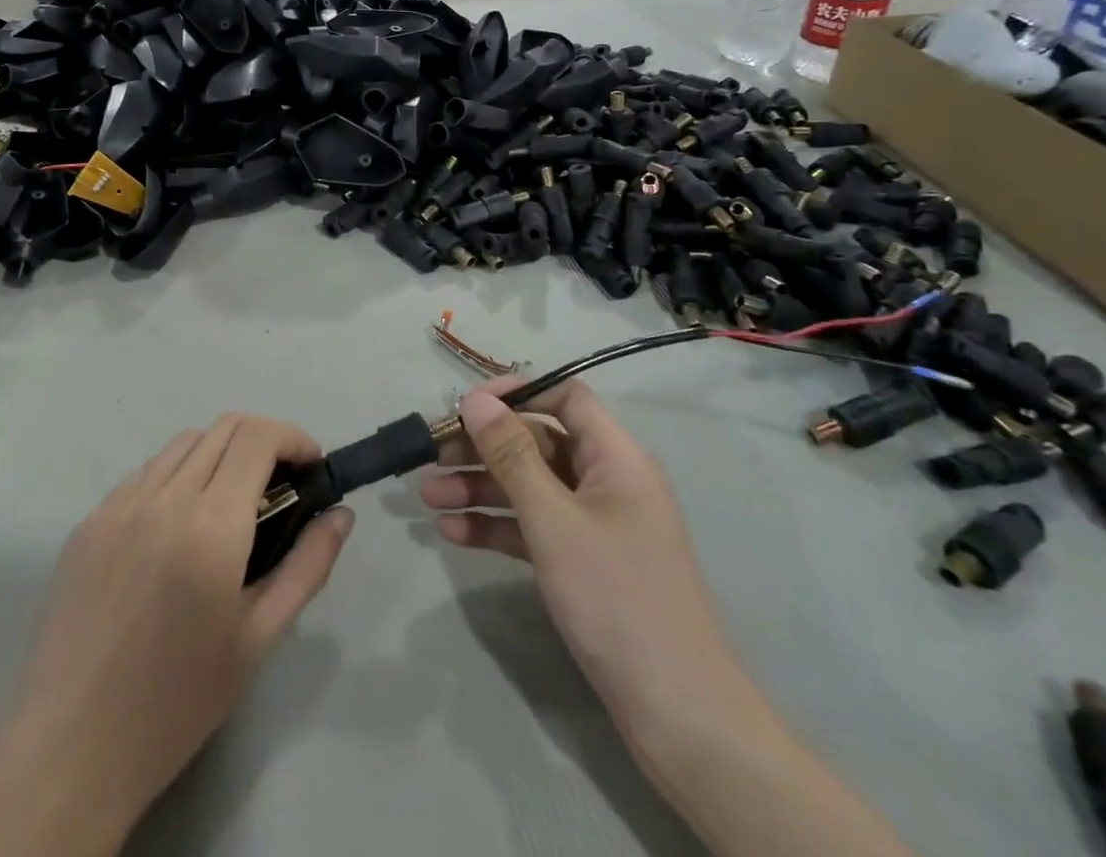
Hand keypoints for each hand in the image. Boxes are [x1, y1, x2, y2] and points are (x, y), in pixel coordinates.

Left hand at [0, 415, 353, 856]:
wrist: (70, 747)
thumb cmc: (177, 702)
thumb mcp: (257, 640)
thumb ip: (306, 567)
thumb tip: (340, 515)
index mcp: (210, 526)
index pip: (258, 438)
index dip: (293, 438)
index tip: (312, 468)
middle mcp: (163, 497)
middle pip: (224, 428)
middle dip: (264, 442)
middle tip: (281, 486)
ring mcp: (119, 504)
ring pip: (183, 443)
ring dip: (220, 454)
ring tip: (232, 505)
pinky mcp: (89, 520)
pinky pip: (145, 473)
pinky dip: (177, 476)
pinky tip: (178, 526)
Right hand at [420, 378, 740, 734]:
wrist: (677, 713)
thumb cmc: (616, 597)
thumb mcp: (554, 520)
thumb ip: (512, 455)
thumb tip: (476, 399)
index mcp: (615, 457)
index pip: (565, 397)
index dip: (517, 392)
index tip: (466, 407)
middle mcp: (606, 481)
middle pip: (537, 442)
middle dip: (483, 448)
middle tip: (432, 457)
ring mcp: (594, 524)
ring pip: (529, 486)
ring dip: (479, 487)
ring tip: (428, 497)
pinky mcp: (582, 562)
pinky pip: (532, 527)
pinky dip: (496, 526)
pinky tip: (453, 533)